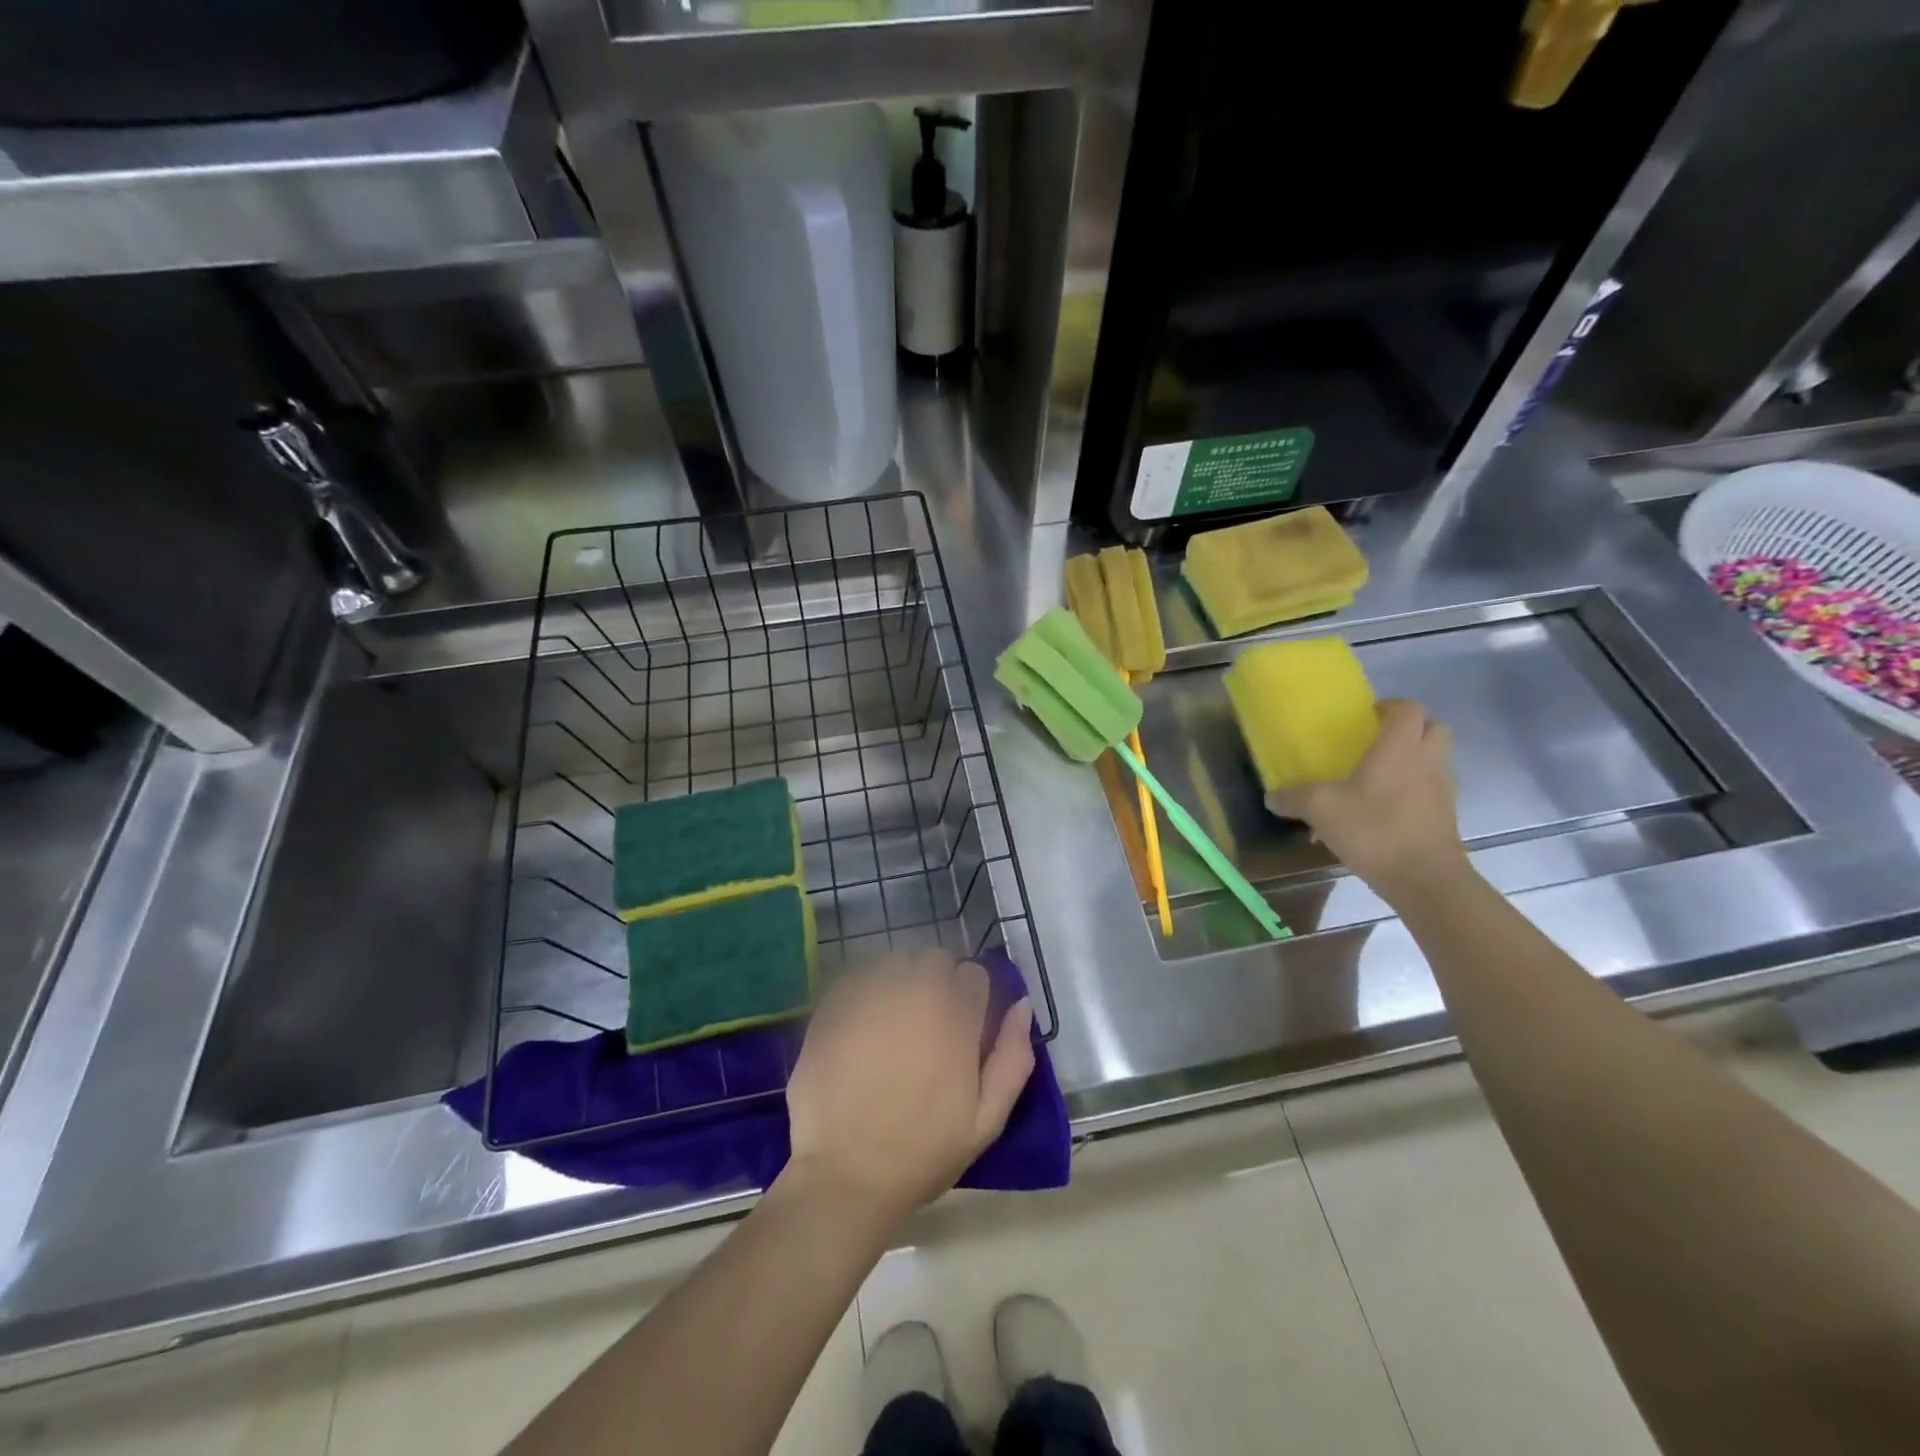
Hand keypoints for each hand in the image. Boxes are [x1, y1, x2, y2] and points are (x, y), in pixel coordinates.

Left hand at [784, 949, 1034, 1221]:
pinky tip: (859, 1025)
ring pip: (893, 962)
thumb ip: (1012, 1058)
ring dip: (898, 981)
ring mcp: (870, 998)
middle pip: (933, 959)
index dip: (971, 994)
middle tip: (926, 1020)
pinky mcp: (833, 1008)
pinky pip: (855, 978)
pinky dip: (862, 992)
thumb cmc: (923, 1153)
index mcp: (955, 1020)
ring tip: (890, 1019)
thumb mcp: (986, 1121)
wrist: (847, 1176)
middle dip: (935, 981)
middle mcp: (914, 997)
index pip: (973, 974)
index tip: (963, 1019)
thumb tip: (1023, 1005)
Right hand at [1266, 697, 1469, 903]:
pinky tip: (1385, 811)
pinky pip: (1432, 790)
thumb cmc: (1374, 830)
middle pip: (1434, 728)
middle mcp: (1428, 761)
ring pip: (1436, 760)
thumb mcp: (1321, 809)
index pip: (1409, 708)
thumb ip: (1293, 798)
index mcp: (1400, 748)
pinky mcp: (1446, 817)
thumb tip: (1271, 796)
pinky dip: (1414, 791)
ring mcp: (1442, 790)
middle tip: (1377, 742)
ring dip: (1415, 760)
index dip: (1390, 706)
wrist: (1425, 880)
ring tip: (1378, 778)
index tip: (1365, 718)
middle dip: (1410, 729)